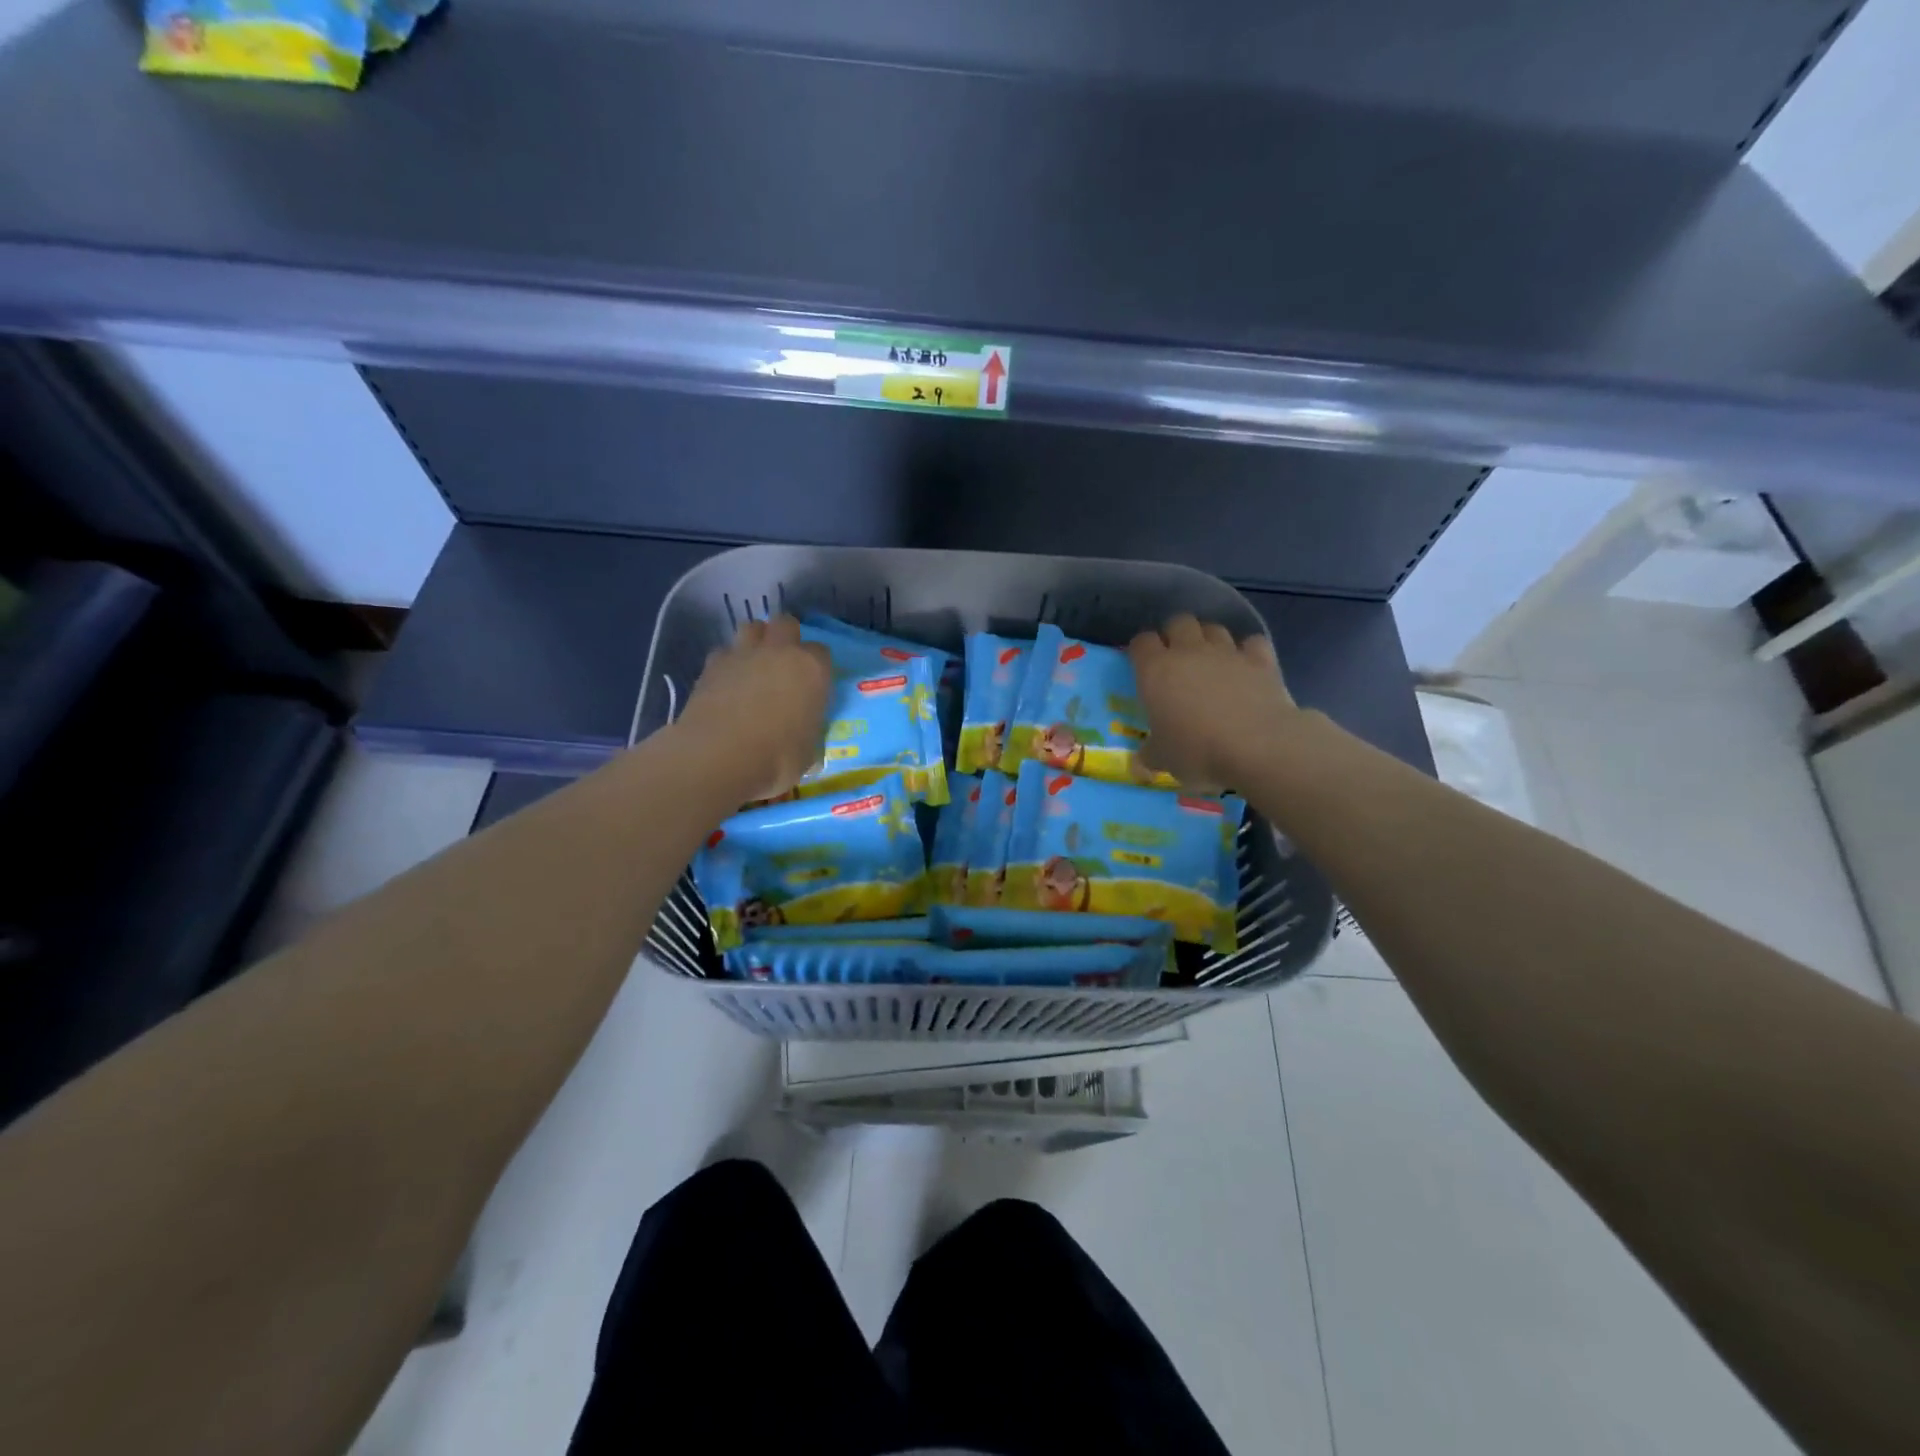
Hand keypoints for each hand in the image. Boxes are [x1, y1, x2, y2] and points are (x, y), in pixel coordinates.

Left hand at [676, 616, 831, 802]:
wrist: (719, 756)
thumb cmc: (777, 758)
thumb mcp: (807, 751)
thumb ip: (807, 732)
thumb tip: (802, 736)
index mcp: (812, 669)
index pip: (822, 652)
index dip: (817, 666)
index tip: (813, 684)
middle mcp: (780, 652)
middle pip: (786, 624)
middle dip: (786, 637)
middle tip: (784, 664)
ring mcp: (743, 654)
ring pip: (752, 627)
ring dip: (755, 641)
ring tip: (754, 665)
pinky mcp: (711, 665)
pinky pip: (723, 652)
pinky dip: (727, 662)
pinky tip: (726, 683)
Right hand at [1129, 615, 1299, 788]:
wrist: (1258, 747)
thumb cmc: (1198, 751)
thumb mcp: (1163, 760)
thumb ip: (1150, 754)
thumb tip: (1140, 761)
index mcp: (1155, 670)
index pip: (1141, 643)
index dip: (1141, 651)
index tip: (1143, 667)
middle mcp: (1189, 651)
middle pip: (1178, 622)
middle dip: (1175, 635)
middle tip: (1176, 660)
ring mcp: (1227, 652)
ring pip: (1213, 628)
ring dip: (1209, 639)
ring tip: (1210, 661)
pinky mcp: (1261, 660)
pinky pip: (1251, 643)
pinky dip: (1247, 651)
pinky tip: (1246, 666)